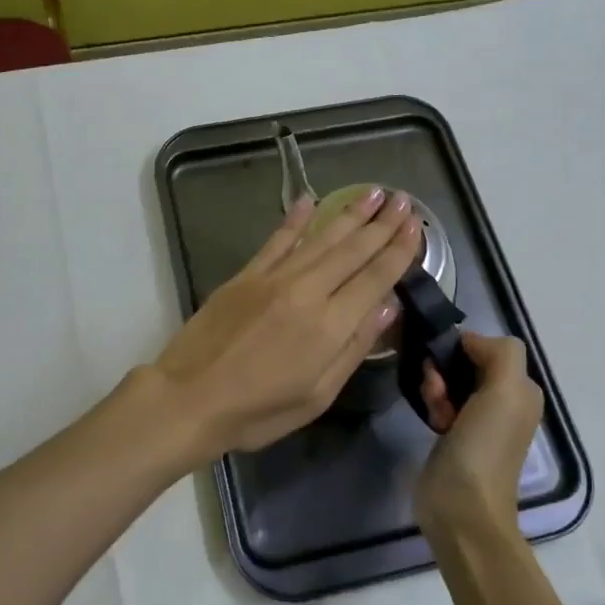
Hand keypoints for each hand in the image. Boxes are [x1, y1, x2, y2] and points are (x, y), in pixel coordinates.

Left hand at [152, 188, 422, 458]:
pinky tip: (310, 200)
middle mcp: (307, 291)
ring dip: (349, 214)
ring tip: (373, 192)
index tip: (416, 227)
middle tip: (403, 200)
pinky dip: (295, 220)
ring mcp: (273, 278)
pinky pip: (277, 240)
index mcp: (330, 326)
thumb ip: (354, 348)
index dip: (399, 251)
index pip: (375, 278)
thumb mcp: (317, 396)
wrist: (189, 397)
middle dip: (382, 224)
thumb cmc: (257, 411)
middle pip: (353, 250)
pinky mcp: (246, 275)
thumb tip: (387, 307)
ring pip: (320, 238)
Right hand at [415, 333, 544, 537]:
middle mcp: (505, 401)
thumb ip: (499, 352)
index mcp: (522, 390)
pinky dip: (433, 406)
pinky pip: (440, 402)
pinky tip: (432, 422)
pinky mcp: (454, 434)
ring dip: (436, 388)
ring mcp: (478, 419)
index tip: (447, 365)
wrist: (462, 506)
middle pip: (466, 362)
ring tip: (435, 411)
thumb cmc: (485, 445)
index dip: (466, 348)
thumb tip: (467, 341)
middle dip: (446, 370)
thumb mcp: (506, 390)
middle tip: (437, 390)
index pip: (490, 346)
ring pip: (449, 381)